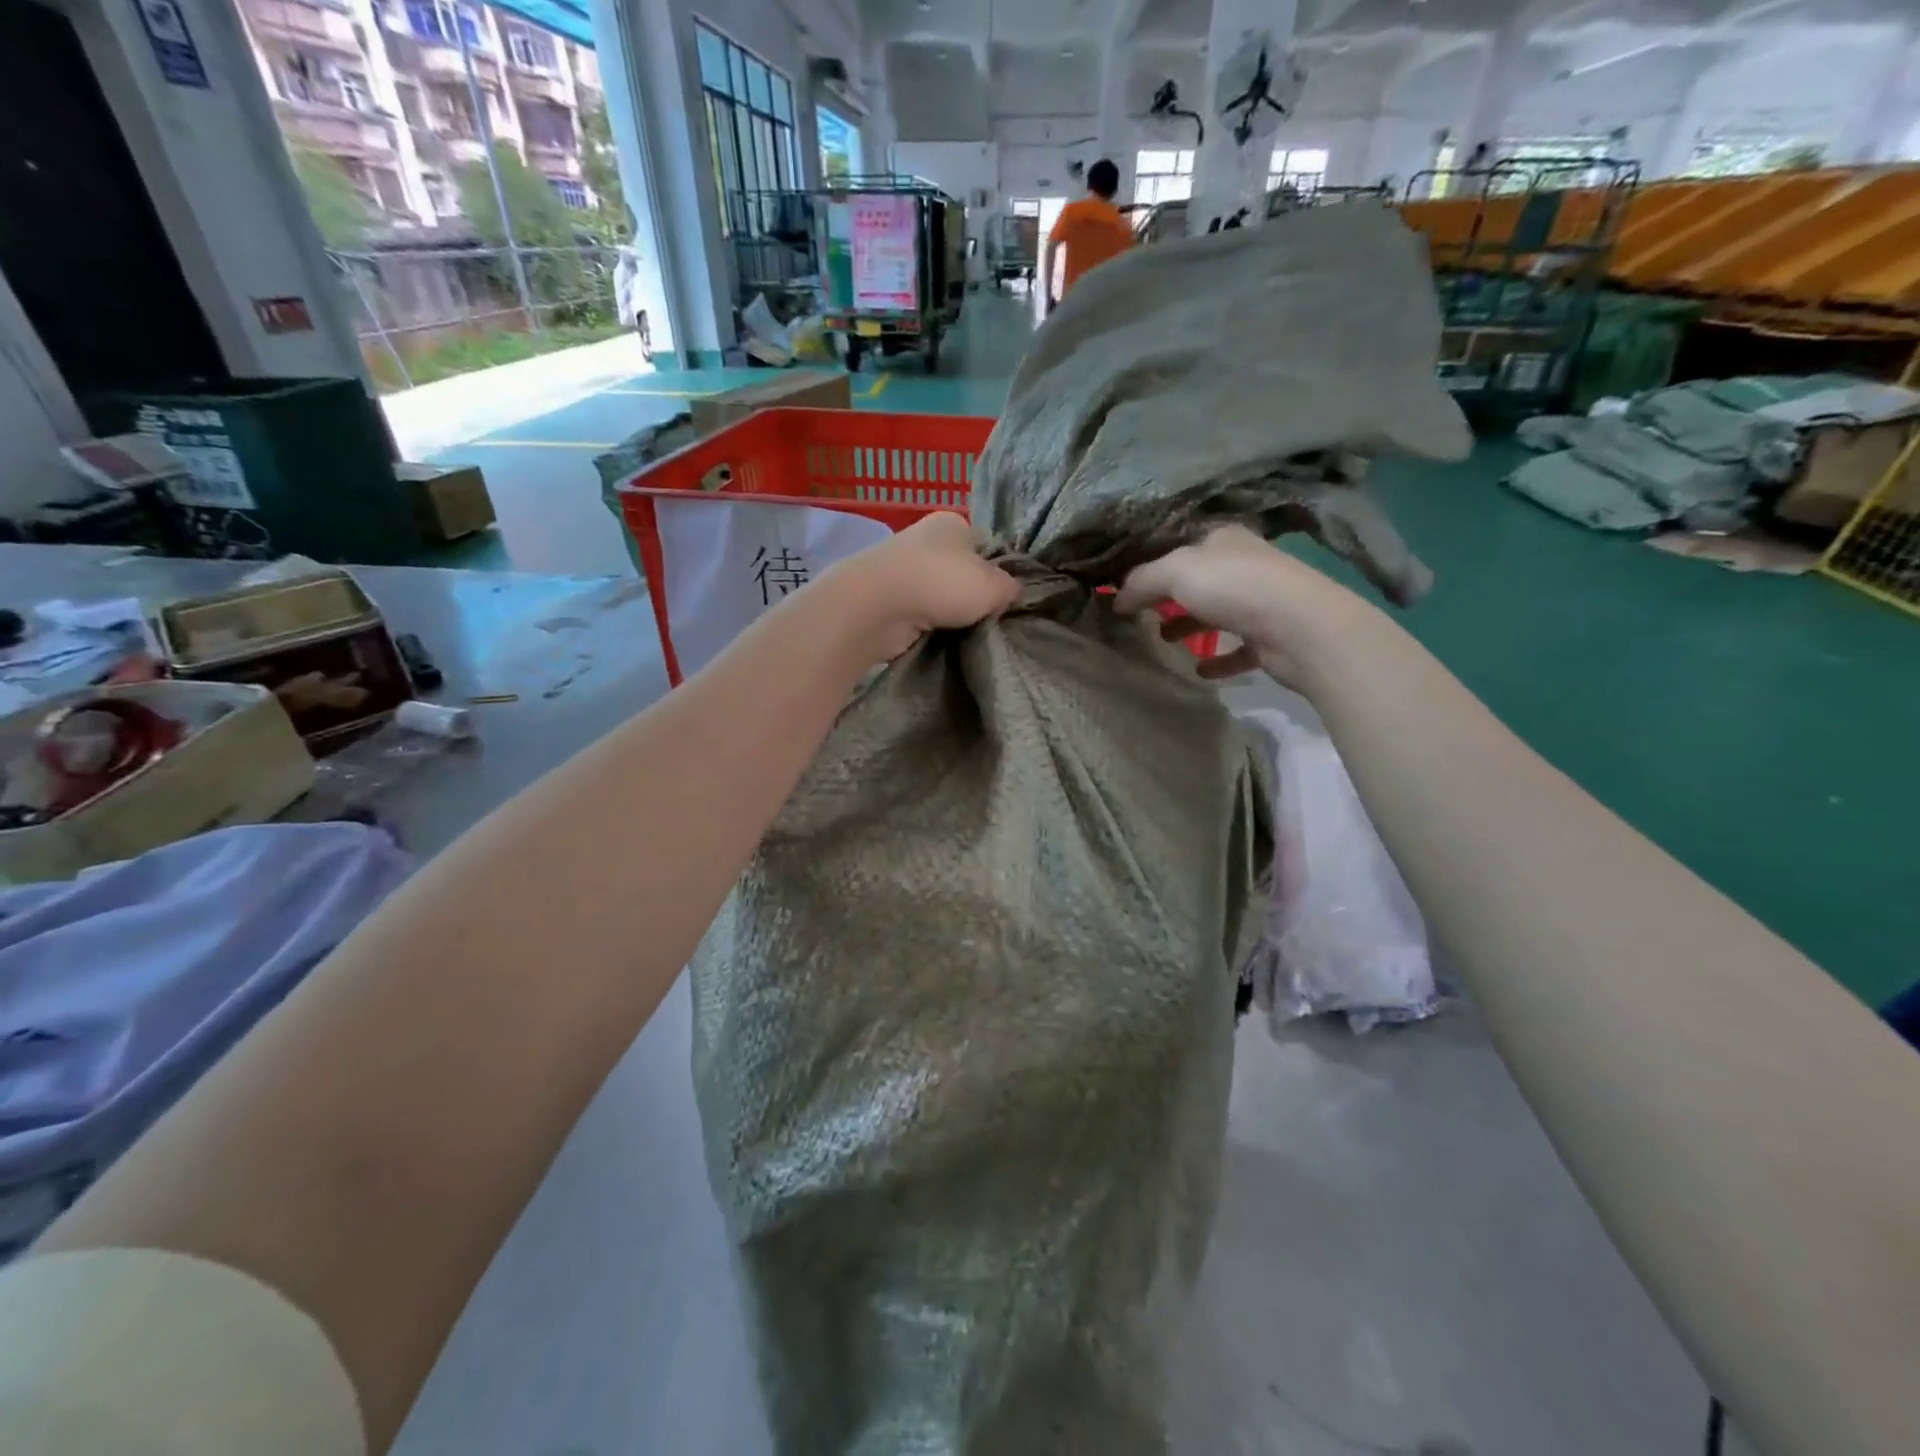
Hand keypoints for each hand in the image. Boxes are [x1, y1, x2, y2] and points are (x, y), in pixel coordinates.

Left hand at [830, 513, 1019, 661]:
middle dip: (971, 597)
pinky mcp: (886, 598)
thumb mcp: (994, 585)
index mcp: (953, 523)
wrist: (876, 606)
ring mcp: (901, 568)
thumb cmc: (941, 583)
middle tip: (987, 621)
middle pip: (961, 572)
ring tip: (963, 635)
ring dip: (948, 614)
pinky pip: (918, 614)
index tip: (1004, 601)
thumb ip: (1010, 587)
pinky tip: (937, 640)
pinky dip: (927, 626)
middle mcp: (925, 539)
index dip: (998, 574)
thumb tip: (1010, 593)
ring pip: (938, 595)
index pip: (986, 548)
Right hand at [1114, 525, 1384, 687]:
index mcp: (1224, 540)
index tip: (1126, 588)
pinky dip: (1219, 660)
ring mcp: (1262, 602)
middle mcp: (1245, 565)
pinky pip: (1239, 649)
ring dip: (1191, 626)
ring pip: (1218, 613)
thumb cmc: (1234, 587)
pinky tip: (1199, 671)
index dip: (1152, 565)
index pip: (1181, 548)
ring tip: (1163, 641)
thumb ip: (1141, 581)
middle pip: (1199, 581)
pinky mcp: (1272, 637)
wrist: (1300, 627)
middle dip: (1170, 597)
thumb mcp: (1175, 572)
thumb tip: (1115, 599)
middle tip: (1141, 615)